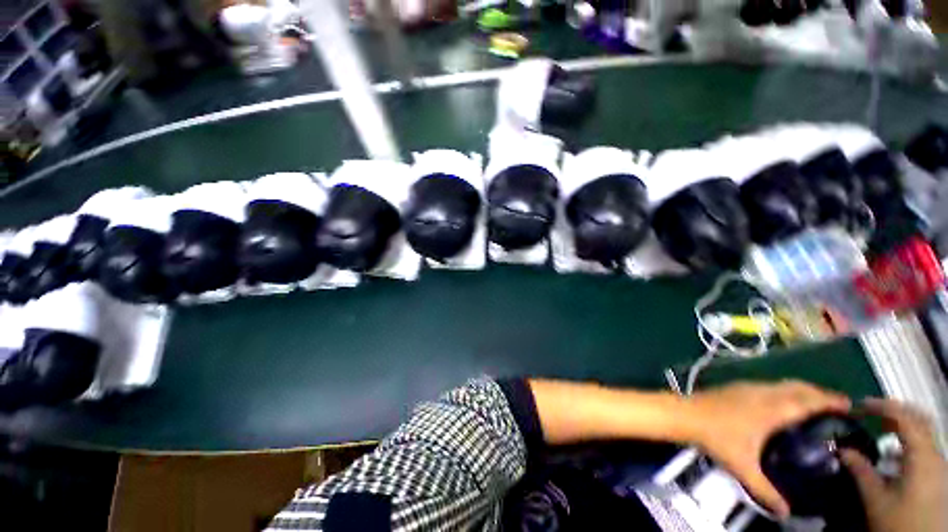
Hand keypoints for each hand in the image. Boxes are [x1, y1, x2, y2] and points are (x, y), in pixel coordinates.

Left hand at [685, 380, 851, 517]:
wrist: (684, 413)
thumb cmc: (716, 438)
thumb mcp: (743, 467)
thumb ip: (765, 491)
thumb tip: (785, 513)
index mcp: (772, 409)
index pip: (808, 401)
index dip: (830, 400)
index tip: (849, 404)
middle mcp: (764, 393)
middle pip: (798, 387)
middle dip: (820, 393)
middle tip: (836, 406)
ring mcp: (748, 387)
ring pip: (783, 384)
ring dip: (802, 390)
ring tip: (814, 403)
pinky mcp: (737, 386)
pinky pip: (769, 385)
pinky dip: (784, 390)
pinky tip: (781, 402)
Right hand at [840, 399, 946, 531]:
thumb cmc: (899, 519)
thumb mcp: (876, 499)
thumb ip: (860, 471)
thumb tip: (842, 449)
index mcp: (921, 455)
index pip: (904, 418)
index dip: (882, 407)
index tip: (859, 406)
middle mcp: (934, 454)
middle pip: (919, 419)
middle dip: (895, 411)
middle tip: (871, 411)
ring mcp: (938, 464)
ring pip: (924, 432)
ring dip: (901, 424)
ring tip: (879, 427)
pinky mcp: (937, 473)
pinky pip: (924, 446)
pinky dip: (908, 440)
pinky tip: (893, 453)